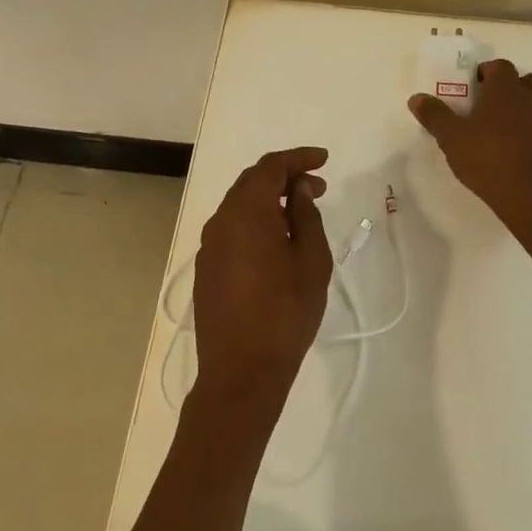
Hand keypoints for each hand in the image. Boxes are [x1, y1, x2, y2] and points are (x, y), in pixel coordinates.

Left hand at [192, 146, 334, 406]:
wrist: (241, 371)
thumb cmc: (285, 313)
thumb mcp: (310, 260)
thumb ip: (305, 216)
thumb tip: (298, 189)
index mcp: (246, 212)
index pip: (270, 167)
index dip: (298, 158)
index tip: (324, 159)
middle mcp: (220, 221)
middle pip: (251, 183)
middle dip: (285, 177)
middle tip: (318, 186)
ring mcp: (209, 247)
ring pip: (240, 207)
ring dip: (269, 200)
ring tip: (301, 212)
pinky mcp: (207, 269)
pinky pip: (232, 229)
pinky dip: (256, 222)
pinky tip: (276, 240)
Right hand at [409, 59, 531, 237]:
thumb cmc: (489, 162)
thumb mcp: (452, 140)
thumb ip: (434, 116)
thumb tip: (416, 97)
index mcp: (506, 90)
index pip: (499, 66)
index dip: (486, 74)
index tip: (473, 89)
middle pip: (525, 82)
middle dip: (510, 90)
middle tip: (490, 111)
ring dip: (527, 113)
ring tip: (508, 136)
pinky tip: (528, 158)